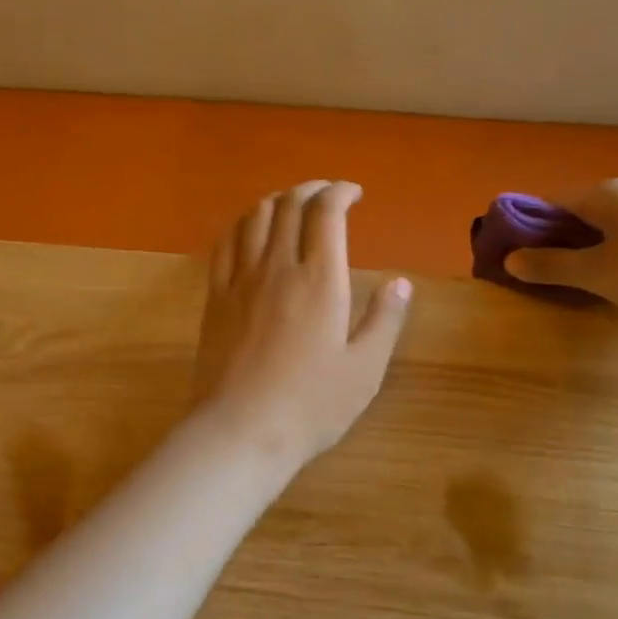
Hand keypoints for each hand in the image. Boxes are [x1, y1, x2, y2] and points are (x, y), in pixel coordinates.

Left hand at [191, 181, 411, 468]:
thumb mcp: (364, 369)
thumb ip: (384, 320)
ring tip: (291, 205)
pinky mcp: (216, 296)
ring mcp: (241, 279)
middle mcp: (278, 267)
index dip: (340, 192)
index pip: (326, 213)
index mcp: (320, 280)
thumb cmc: (311, 404)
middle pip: (289, 205)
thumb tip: (401, 283)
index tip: (354, 193)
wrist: (241, 429)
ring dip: (276, 200)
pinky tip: (249, 229)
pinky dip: (241, 223)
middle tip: (327, 194)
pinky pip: (225, 243)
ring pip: (254, 217)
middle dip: (311, 189)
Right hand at [504, 179, 617, 334]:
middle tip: (546, 279)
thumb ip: (551, 265)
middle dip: (557, 245)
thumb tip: (510, 260)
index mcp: (604, 194)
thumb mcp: (598, 274)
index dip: (525, 231)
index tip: (514, 261)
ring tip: (587, 288)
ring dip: (590, 255)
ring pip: (609, 231)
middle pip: (578, 216)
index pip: (548, 205)